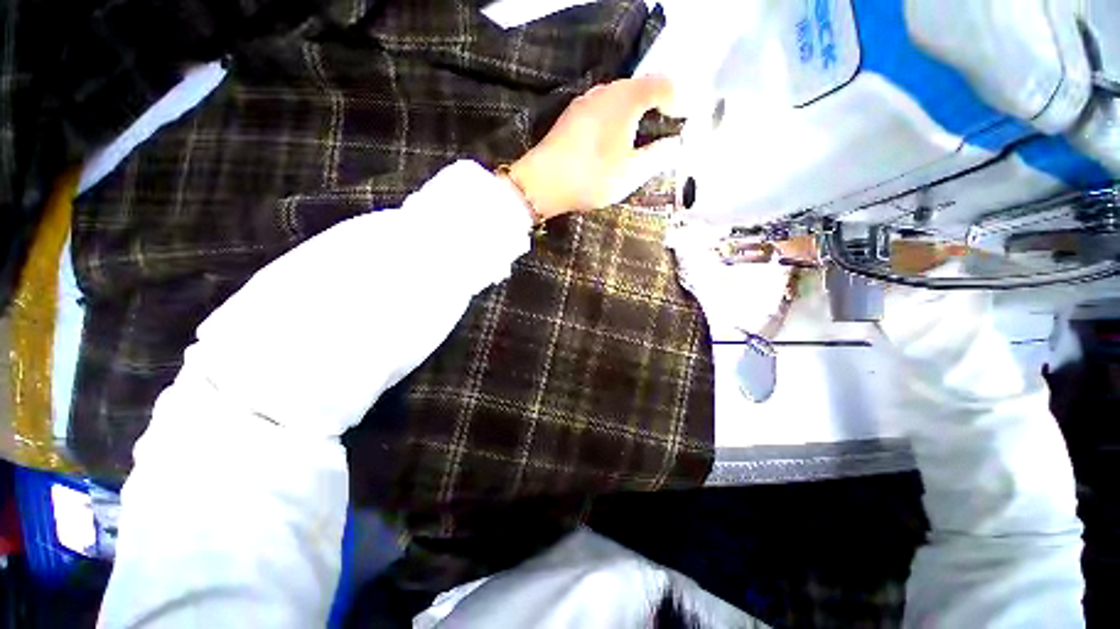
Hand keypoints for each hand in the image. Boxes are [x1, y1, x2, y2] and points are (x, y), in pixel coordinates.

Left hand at [508, 76, 677, 219]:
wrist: (543, 183)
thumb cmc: (592, 176)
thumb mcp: (632, 172)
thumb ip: (659, 156)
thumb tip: (674, 144)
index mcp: (627, 98)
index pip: (663, 84)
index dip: (677, 101)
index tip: (680, 124)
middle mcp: (606, 90)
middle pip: (640, 89)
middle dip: (655, 108)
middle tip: (661, 135)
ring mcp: (585, 101)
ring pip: (619, 100)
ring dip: (633, 116)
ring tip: (637, 143)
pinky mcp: (572, 115)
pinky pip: (602, 110)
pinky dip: (614, 122)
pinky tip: (611, 145)